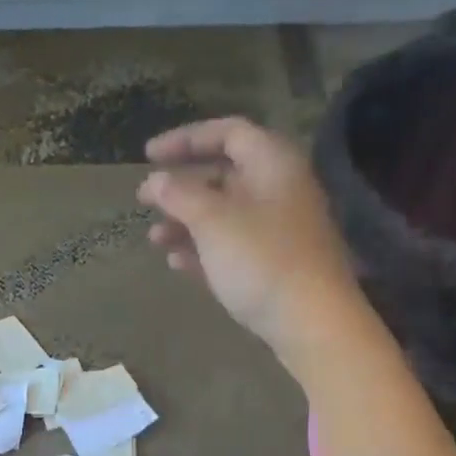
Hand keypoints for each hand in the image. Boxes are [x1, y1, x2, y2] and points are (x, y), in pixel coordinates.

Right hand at [138, 117, 367, 363]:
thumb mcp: (213, 221)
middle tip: (144, 201)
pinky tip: (177, 264)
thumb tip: (155, 180)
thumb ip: (179, 195)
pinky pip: (234, 248)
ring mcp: (280, 231)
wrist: (312, 323)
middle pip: (224, 176)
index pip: (228, 132)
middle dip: (181, 189)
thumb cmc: (261, 260)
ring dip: (186, 224)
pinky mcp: (276, 267)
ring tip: (155, 240)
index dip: (186, 138)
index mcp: (272, 163)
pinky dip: (204, 251)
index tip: (148, 155)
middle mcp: (280, 190)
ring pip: (226, 216)